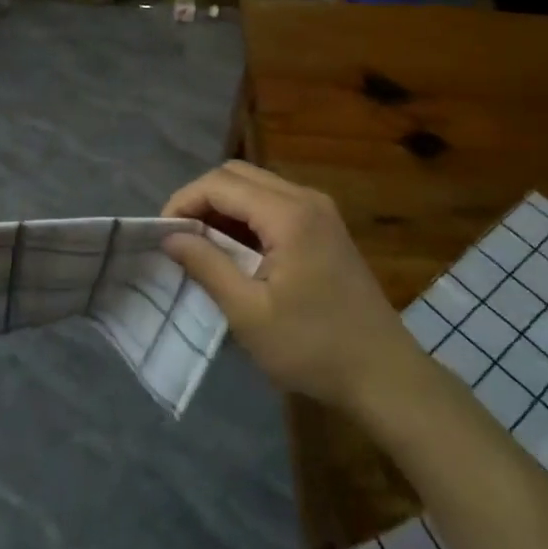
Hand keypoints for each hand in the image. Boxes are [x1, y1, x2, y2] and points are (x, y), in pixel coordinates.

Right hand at [162, 160, 414, 412]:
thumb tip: (170, 237)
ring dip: (224, 207)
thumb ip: (207, 266)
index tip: (162, 234)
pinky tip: (236, 252)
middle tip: (181, 238)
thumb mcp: (249, 313)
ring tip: (202, 246)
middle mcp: (306, 198)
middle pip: (238, 174)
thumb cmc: (313, 347)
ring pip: (256, 185)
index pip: (221, 183)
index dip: (184, 201)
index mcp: (288, 214)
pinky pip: (275, 203)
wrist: (385, 375)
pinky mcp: (325, 226)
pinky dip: (247, 217)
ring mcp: (320, 210)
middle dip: (202, 199)